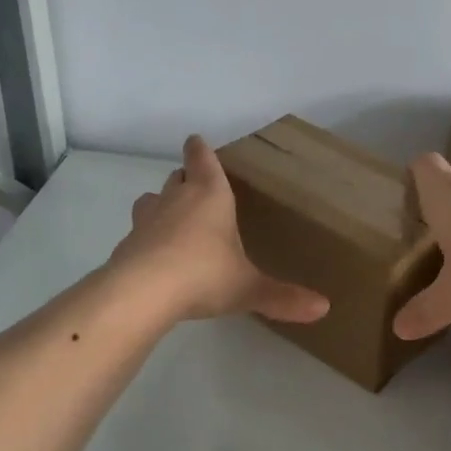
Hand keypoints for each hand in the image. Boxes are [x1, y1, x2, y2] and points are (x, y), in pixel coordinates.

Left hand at [113, 135, 330, 323]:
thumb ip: (282, 297)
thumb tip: (324, 308)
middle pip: (177, 177)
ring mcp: (146, 220)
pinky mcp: (127, 245)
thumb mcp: (248, 288)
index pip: (202, 159)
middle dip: (185, 177)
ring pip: (151, 199)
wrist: (141, 293)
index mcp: (210, 195)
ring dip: (161, 203)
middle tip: (195, 184)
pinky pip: (138, 232)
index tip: (196, 141)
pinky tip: (156, 256)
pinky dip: (147, 238)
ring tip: (172, 217)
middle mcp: (176, 199)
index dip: (200, 150)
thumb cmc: (204, 274)